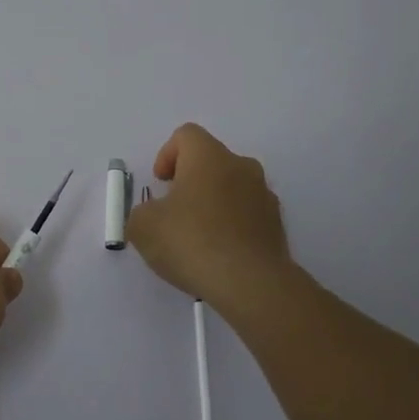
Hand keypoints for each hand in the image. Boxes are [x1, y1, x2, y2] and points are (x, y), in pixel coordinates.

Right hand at [125, 123, 293, 317]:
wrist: (251, 284)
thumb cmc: (192, 242)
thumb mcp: (144, 227)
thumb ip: (141, 213)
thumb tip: (152, 216)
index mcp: (209, 157)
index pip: (186, 135)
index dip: (167, 154)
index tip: (160, 183)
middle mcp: (241, 166)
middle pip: (211, 160)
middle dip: (190, 180)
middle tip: (174, 210)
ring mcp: (264, 195)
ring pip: (232, 187)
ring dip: (213, 202)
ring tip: (197, 237)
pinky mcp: (277, 225)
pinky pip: (247, 214)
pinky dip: (232, 225)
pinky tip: (219, 253)